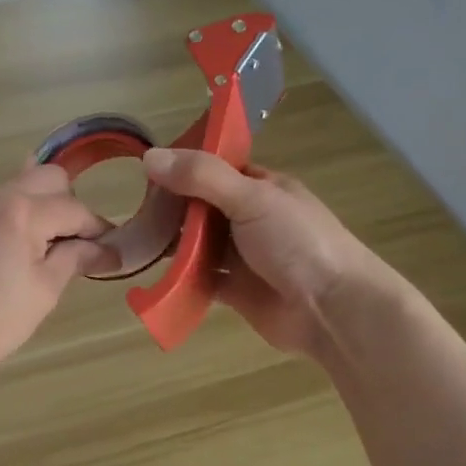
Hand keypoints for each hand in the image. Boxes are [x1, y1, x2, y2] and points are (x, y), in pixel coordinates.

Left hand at [0, 163, 115, 386]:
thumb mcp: (43, 292)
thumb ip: (75, 260)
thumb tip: (109, 249)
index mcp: (21, 211)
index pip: (74, 209)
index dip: (98, 230)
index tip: (111, 252)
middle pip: (47, 179)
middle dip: (69, 206)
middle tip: (75, 245)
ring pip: (19, 188)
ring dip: (41, 208)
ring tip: (46, 251)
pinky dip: (15, 217)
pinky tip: (15, 253)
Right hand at [142, 148, 400, 360]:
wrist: (333, 309)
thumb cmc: (298, 242)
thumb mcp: (251, 198)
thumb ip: (202, 177)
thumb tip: (149, 156)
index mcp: (260, 187)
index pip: (214, 168)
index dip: (182, 167)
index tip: (144, 171)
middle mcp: (250, 218)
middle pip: (201, 207)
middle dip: (171, 209)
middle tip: (132, 211)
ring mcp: (243, 256)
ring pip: (197, 244)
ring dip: (172, 244)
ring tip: (134, 243)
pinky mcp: (235, 290)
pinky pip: (199, 280)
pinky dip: (179, 279)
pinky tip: (154, 276)